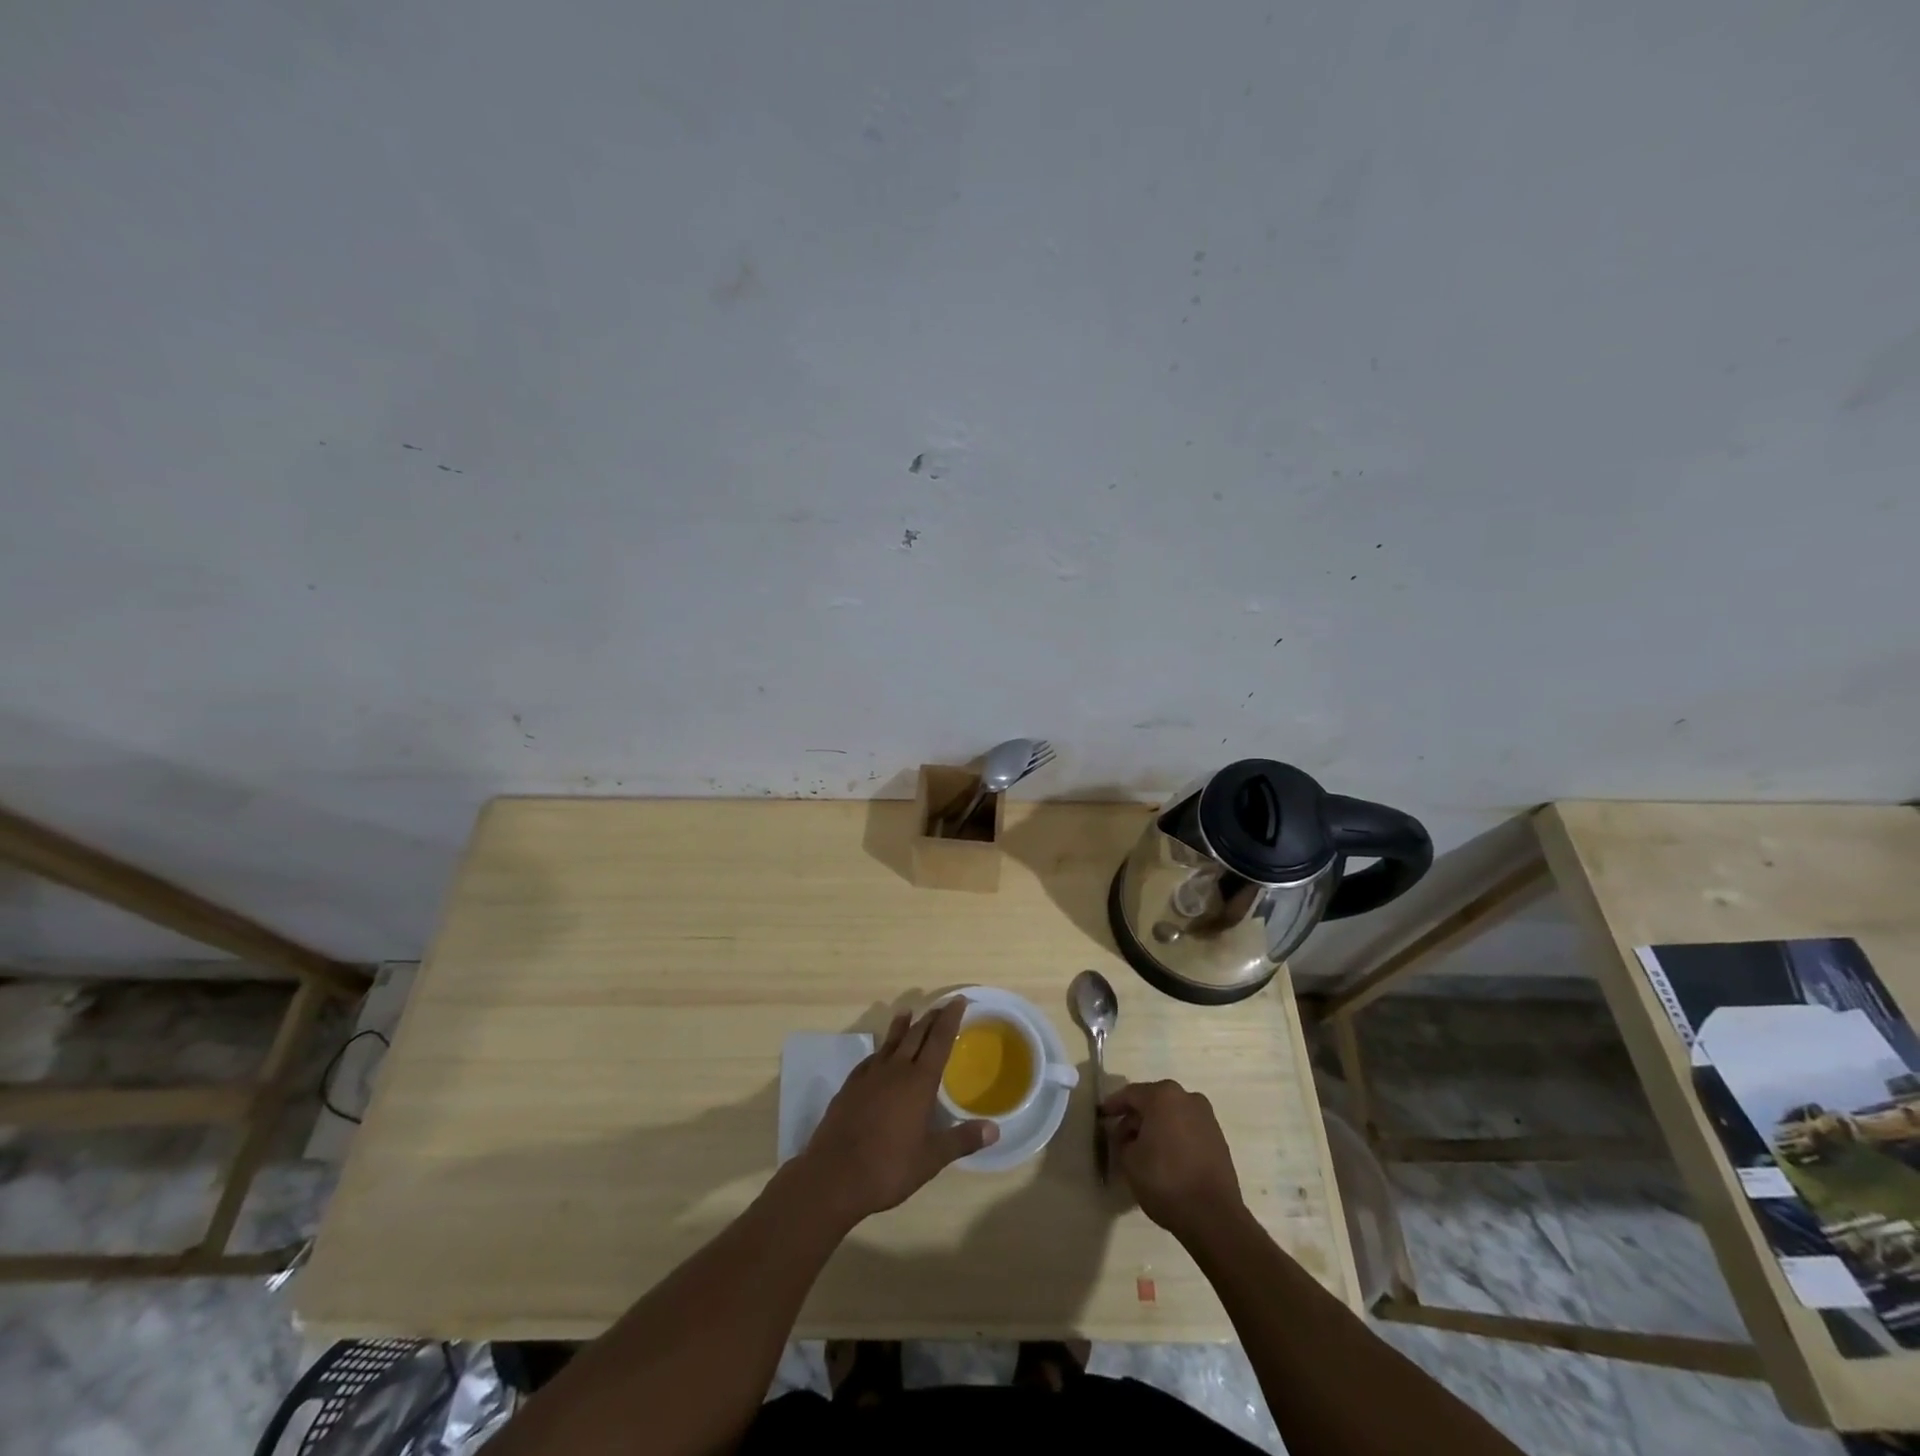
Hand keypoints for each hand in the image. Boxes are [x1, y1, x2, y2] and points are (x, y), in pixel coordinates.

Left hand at [796, 999, 997, 1225]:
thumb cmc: (888, 1167)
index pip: (939, 1041)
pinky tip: (879, 1054)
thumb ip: (962, 1141)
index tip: (958, 1000)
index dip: (950, 1020)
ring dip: (901, 1027)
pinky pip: (870, 1059)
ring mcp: (869, 1076)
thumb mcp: (931, 1159)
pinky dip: (880, 1050)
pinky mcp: (850, 1087)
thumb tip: (995, 1130)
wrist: (833, 1175)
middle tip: (941, 1005)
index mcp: (919, 1082)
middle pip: (916, 1036)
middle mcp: (895, 1070)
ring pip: (890, 1043)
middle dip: (930, 1019)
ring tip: (907, 1012)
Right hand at [1102, 1080, 1245, 1243]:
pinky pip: (1187, 1129)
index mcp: (1163, 1096)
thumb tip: (1128, 1137)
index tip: (1101, 1115)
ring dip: (1155, 1127)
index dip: (1113, 1105)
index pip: (1130, 1094)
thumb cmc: (1165, 1181)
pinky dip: (1173, 1137)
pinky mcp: (1218, 1138)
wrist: (1214, 1216)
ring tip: (1142, 1150)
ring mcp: (1206, 1117)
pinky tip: (1164, 1158)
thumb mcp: (1129, 1160)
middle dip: (1135, 1118)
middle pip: (1153, 1102)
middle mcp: (1187, 1098)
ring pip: (1171, 1115)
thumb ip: (1123, 1141)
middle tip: (1120, 1137)